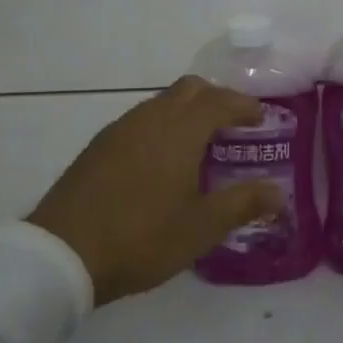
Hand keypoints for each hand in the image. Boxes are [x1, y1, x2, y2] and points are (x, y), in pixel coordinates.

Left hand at [26, 77, 278, 305]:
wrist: (63, 252)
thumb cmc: (142, 237)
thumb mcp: (201, 227)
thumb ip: (243, 204)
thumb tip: (279, 194)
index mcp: (181, 130)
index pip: (221, 101)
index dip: (245, 106)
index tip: (262, 119)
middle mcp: (152, 117)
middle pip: (190, 89)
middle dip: (216, 99)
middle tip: (233, 126)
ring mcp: (121, 128)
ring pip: (163, 102)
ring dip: (187, 112)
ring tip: (199, 145)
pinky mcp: (99, 145)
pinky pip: (141, 119)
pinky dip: (162, 126)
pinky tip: (161, 161)